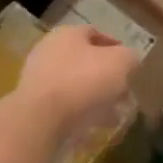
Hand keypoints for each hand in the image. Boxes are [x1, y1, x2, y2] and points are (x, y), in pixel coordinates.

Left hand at [15, 26, 135, 146]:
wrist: (39, 120)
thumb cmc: (83, 81)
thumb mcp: (120, 63)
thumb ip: (130, 58)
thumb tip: (130, 62)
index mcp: (68, 33)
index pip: (97, 34)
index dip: (117, 49)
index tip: (131, 67)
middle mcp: (49, 50)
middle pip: (85, 61)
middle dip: (106, 78)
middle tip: (124, 95)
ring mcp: (37, 79)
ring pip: (74, 86)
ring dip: (94, 99)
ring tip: (112, 117)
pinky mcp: (31, 106)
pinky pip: (62, 107)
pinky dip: (78, 115)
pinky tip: (93, 129)